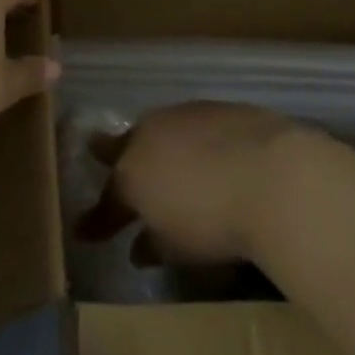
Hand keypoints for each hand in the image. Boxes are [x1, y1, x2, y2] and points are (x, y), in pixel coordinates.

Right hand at [76, 102, 303, 263]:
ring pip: (157, 129)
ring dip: (154, 145)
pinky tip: (204, 152)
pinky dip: (190, 139)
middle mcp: (149, 135)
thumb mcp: (177, 247)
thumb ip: (154, 244)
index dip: (96, 221)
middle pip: (122, 146)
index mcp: (131, 174)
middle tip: (96, 150)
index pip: (107, 202)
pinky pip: (191, 124)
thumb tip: (140, 247)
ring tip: (157, 157)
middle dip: (109, 153)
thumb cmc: (214, 222)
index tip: (83, 232)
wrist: (270, 175)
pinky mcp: (216, 106)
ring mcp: (183, 115)